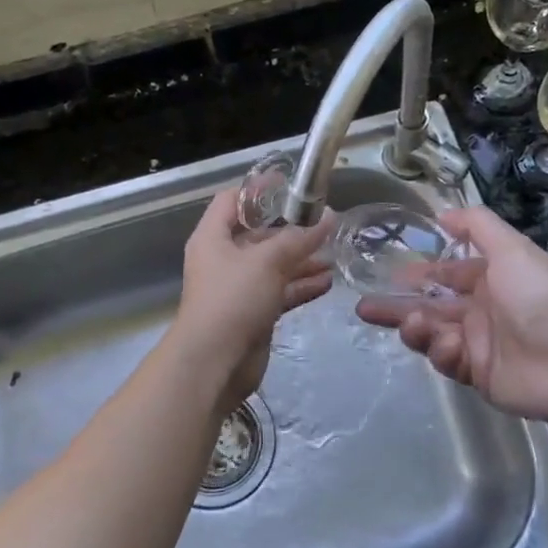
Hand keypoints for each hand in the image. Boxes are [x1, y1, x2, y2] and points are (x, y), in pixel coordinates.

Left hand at [172, 188, 334, 411]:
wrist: (214, 363)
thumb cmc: (233, 299)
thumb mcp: (268, 261)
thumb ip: (299, 238)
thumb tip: (329, 217)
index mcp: (213, 238)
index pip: (232, 200)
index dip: (258, 189)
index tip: (290, 183)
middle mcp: (222, 259)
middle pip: (258, 235)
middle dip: (290, 229)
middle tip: (324, 222)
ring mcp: (237, 289)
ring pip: (272, 265)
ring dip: (301, 259)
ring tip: (334, 253)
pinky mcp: (252, 314)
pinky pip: (279, 292)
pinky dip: (300, 286)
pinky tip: (327, 282)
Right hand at [356, 206, 547, 426]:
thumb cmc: (540, 298)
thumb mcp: (511, 248)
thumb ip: (477, 225)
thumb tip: (441, 212)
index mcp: (490, 279)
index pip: (446, 273)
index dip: (419, 273)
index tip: (390, 274)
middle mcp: (480, 310)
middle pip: (429, 306)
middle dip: (397, 306)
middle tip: (364, 307)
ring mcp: (477, 344)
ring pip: (431, 334)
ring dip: (415, 327)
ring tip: (410, 324)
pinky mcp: (476, 375)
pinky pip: (446, 361)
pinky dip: (441, 351)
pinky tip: (448, 346)